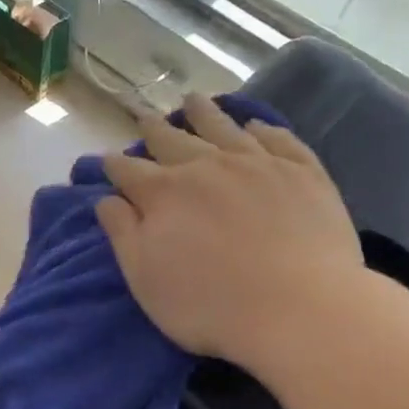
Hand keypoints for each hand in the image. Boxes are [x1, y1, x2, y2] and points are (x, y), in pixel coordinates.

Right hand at [97, 92, 366, 369]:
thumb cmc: (208, 304)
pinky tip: (255, 126)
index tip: (106, 160)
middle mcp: (207, 166)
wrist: (298, 308)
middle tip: (144, 117)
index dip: (113, 165)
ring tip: (193, 99)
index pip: (129, 171)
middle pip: (173, 140)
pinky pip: (278, 139)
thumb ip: (122, 234)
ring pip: (224, 127)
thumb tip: (107, 199)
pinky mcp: (303, 172)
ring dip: (204, 113)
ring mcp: (258, 164)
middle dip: (154, 130)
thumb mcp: (145, 278)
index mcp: (164, 193)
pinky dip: (263, 129)